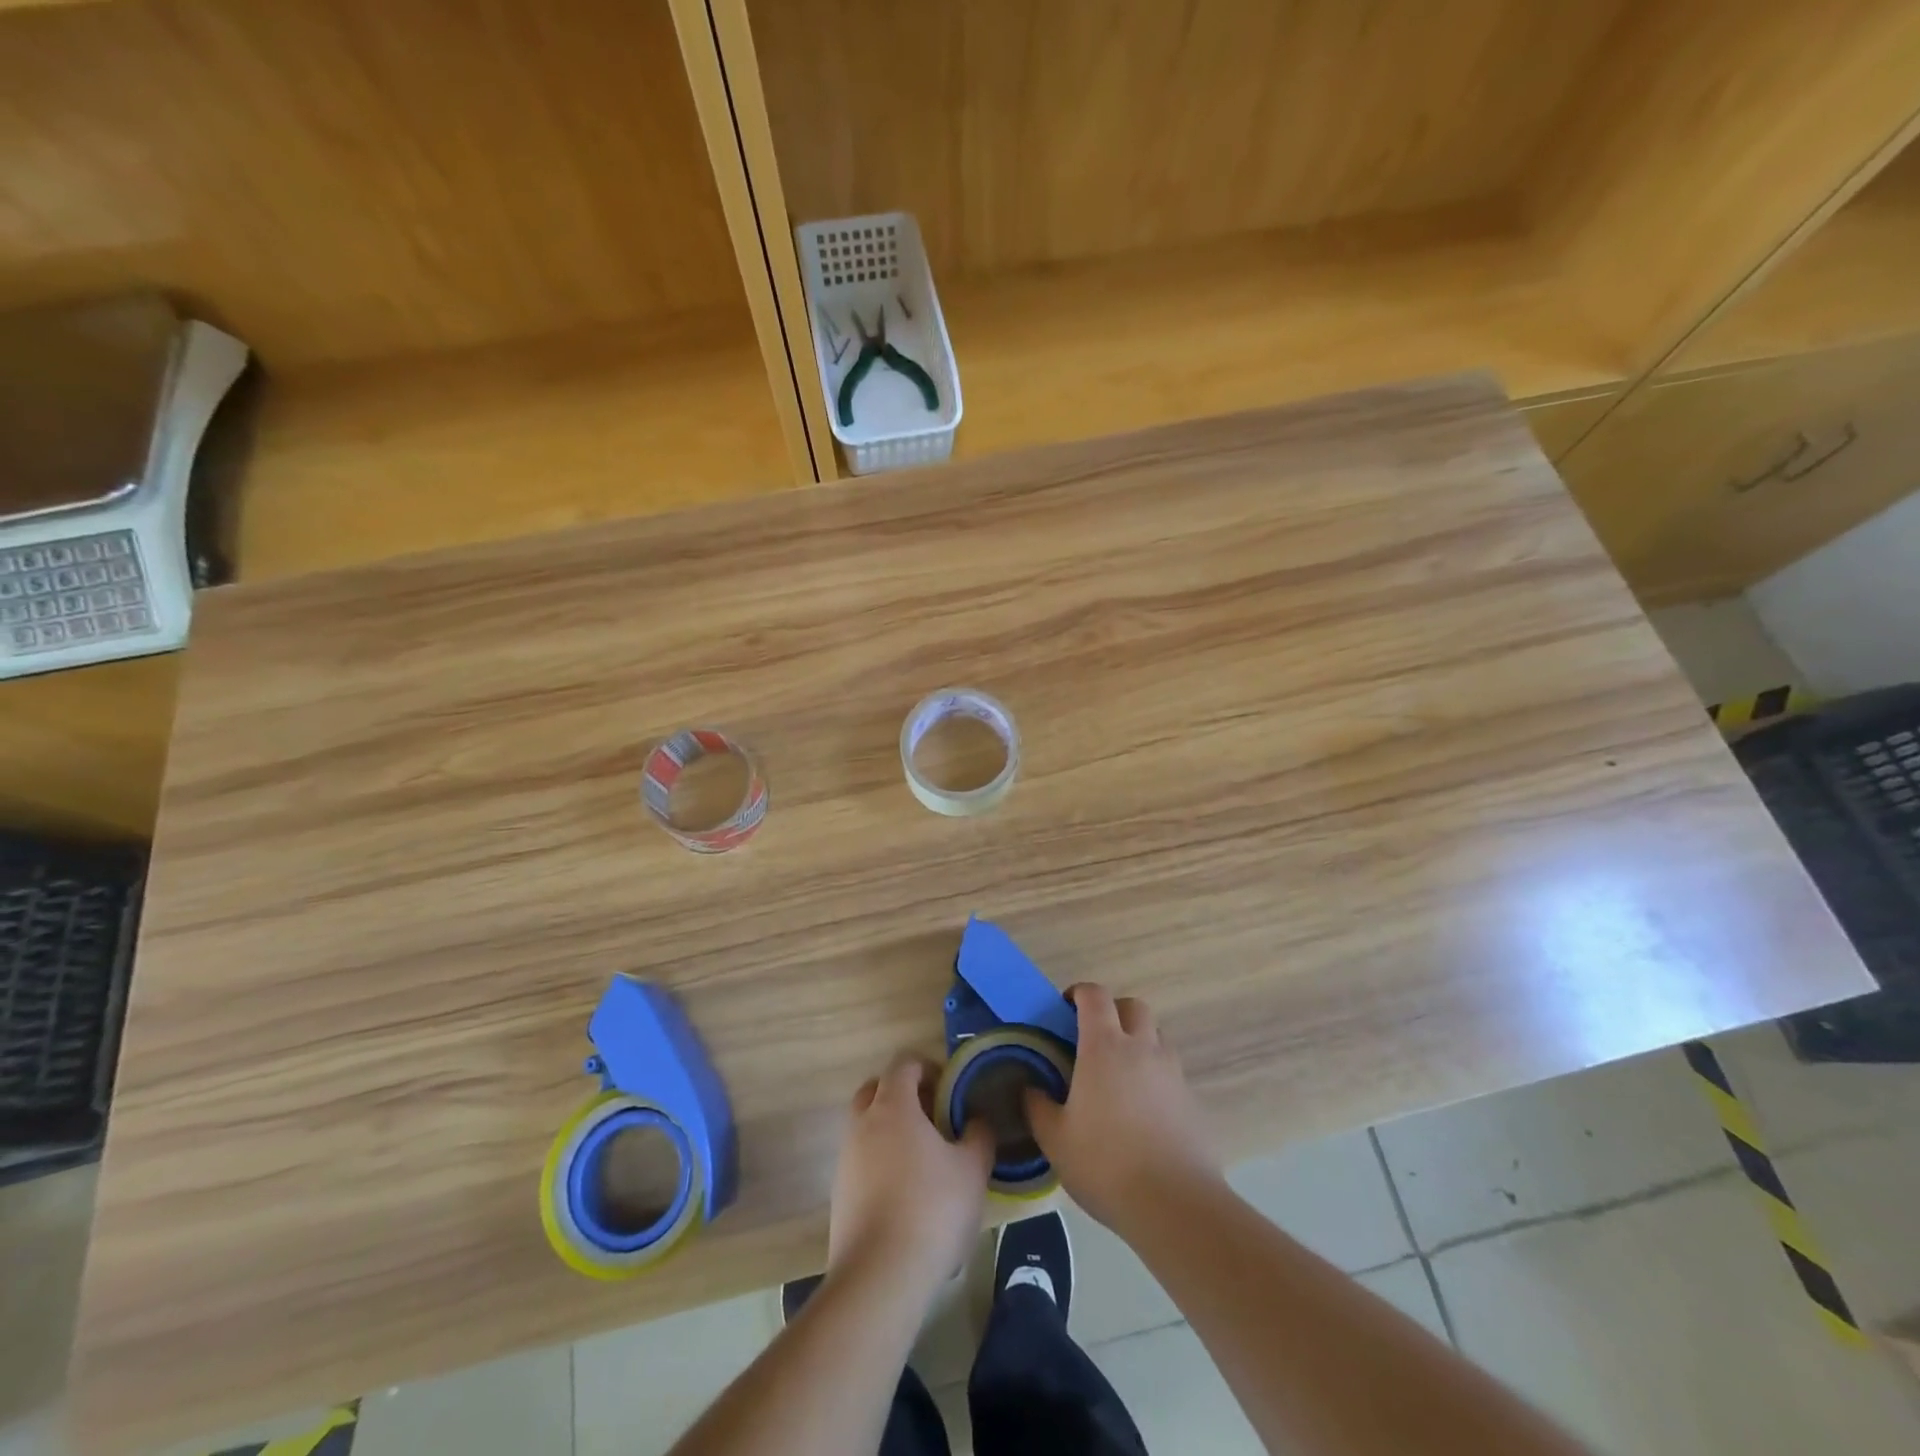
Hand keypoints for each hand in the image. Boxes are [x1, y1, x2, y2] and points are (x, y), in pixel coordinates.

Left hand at [829, 1054, 994, 1292]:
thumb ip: (979, 1135)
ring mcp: (846, 1158)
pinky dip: (880, 1162)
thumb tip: (976, 1121)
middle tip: (932, 1117)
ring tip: (923, 1159)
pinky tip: (905, 1193)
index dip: (928, 1068)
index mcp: (893, 1106)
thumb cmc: (932, 1209)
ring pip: (866, 1125)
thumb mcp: (973, 1169)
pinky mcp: (839, 1192)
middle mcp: (863, 1123)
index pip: (904, 1064)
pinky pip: (861, 1159)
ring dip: (890, 1129)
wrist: (880, 1275)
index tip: (950, 1089)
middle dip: (903, 1094)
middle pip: (876, 1089)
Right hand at [1026, 984, 1222, 1231]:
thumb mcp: (1055, 1139)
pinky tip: (1143, 1110)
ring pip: (1157, 1036)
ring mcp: (1172, 1073)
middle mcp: (1142, 1048)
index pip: (1095, 996)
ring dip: (1138, 1041)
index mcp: (1105, 1047)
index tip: (1065, 1007)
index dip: (1079, 993)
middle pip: (1133, 1006)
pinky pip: (1171, 1072)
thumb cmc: (1105, 1164)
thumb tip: (1030, 1088)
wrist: (1175, 1205)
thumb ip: (1038, 1107)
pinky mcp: (1192, 1101)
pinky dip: (1156, 1077)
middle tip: (1095, 1037)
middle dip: (1114, 1011)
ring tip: (1120, 1074)